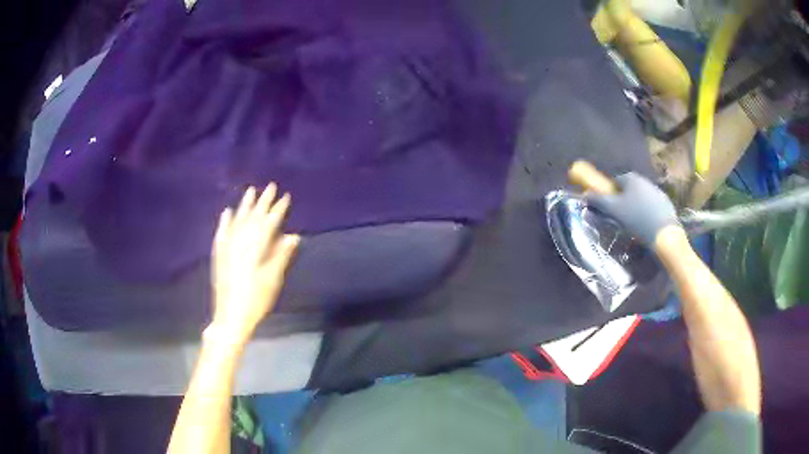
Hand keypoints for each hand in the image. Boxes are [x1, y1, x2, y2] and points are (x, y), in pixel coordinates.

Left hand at [209, 184, 299, 345]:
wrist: (230, 316)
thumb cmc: (256, 300)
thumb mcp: (272, 280)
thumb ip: (281, 256)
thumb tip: (293, 236)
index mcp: (255, 248)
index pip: (268, 223)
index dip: (278, 210)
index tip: (285, 196)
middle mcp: (240, 243)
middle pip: (253, 217)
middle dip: (263, 202)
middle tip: (271, 186)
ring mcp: (227, 247)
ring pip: (237, 221)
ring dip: (244, 205)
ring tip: (250, 191)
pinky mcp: (219, 254)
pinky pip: (222, 232)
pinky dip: (225, 221)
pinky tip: (227, 211)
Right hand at [586, 172, 678, 246]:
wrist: (664, 234)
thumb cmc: (637, 219)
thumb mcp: (614, 210)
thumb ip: (598, 200)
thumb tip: (585, 194)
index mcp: (631, 178)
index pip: (614, 182)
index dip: (609, 194)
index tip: (609, 209)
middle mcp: (644, 180)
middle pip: (628, 190)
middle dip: (623, 201)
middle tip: (620, 218)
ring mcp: (657, 191)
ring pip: (641, 198)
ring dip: (635, 207)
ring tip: (634, 225)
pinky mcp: (666, 204)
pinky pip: (652, 207)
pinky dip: (647, 214)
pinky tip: (646, 226)